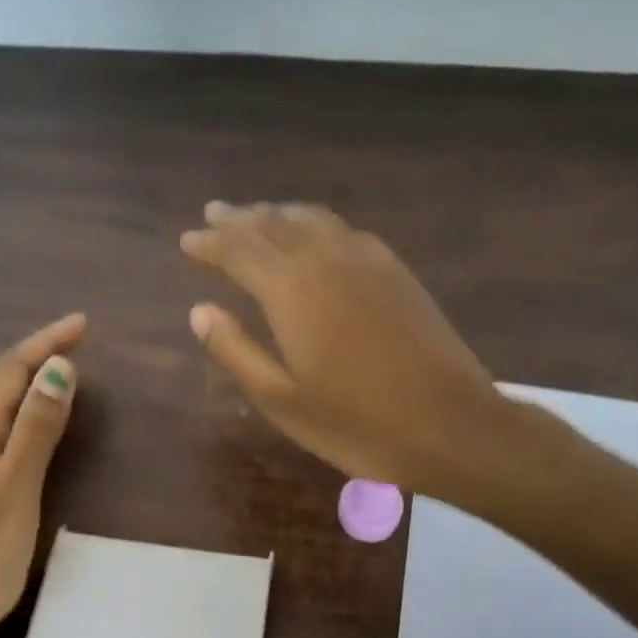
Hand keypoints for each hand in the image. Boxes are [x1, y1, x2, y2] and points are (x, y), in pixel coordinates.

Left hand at [0, 313, 83, 637]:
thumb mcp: (14, 489)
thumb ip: (36, 429)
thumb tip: (59, 367)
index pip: (10, 370)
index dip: (45, 342)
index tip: (83, 322)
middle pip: (2, 382)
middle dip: (39, 354)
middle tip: (80, 340)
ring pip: (1, 406)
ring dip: (33, 381)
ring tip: (66, 369)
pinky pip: (2, 430)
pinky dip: (28, 412)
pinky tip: (39, 424)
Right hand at [181, 203, 512, 493]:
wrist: (450, 424)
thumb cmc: (355, 423)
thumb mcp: (280, 399)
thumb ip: (235, 350)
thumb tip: (199, 311)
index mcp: (291, 291)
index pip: (238, 251)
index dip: (209, 243)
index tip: (187, 240)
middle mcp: (326, 260)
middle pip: (273, 224)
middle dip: (239, 218)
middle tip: (213, 214)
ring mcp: (367, 260)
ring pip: (311, 219)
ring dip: (277, 213)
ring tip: (256, 215)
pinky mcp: (396, 270)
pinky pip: (344, 230)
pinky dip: (315, 223)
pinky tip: (314, 234)